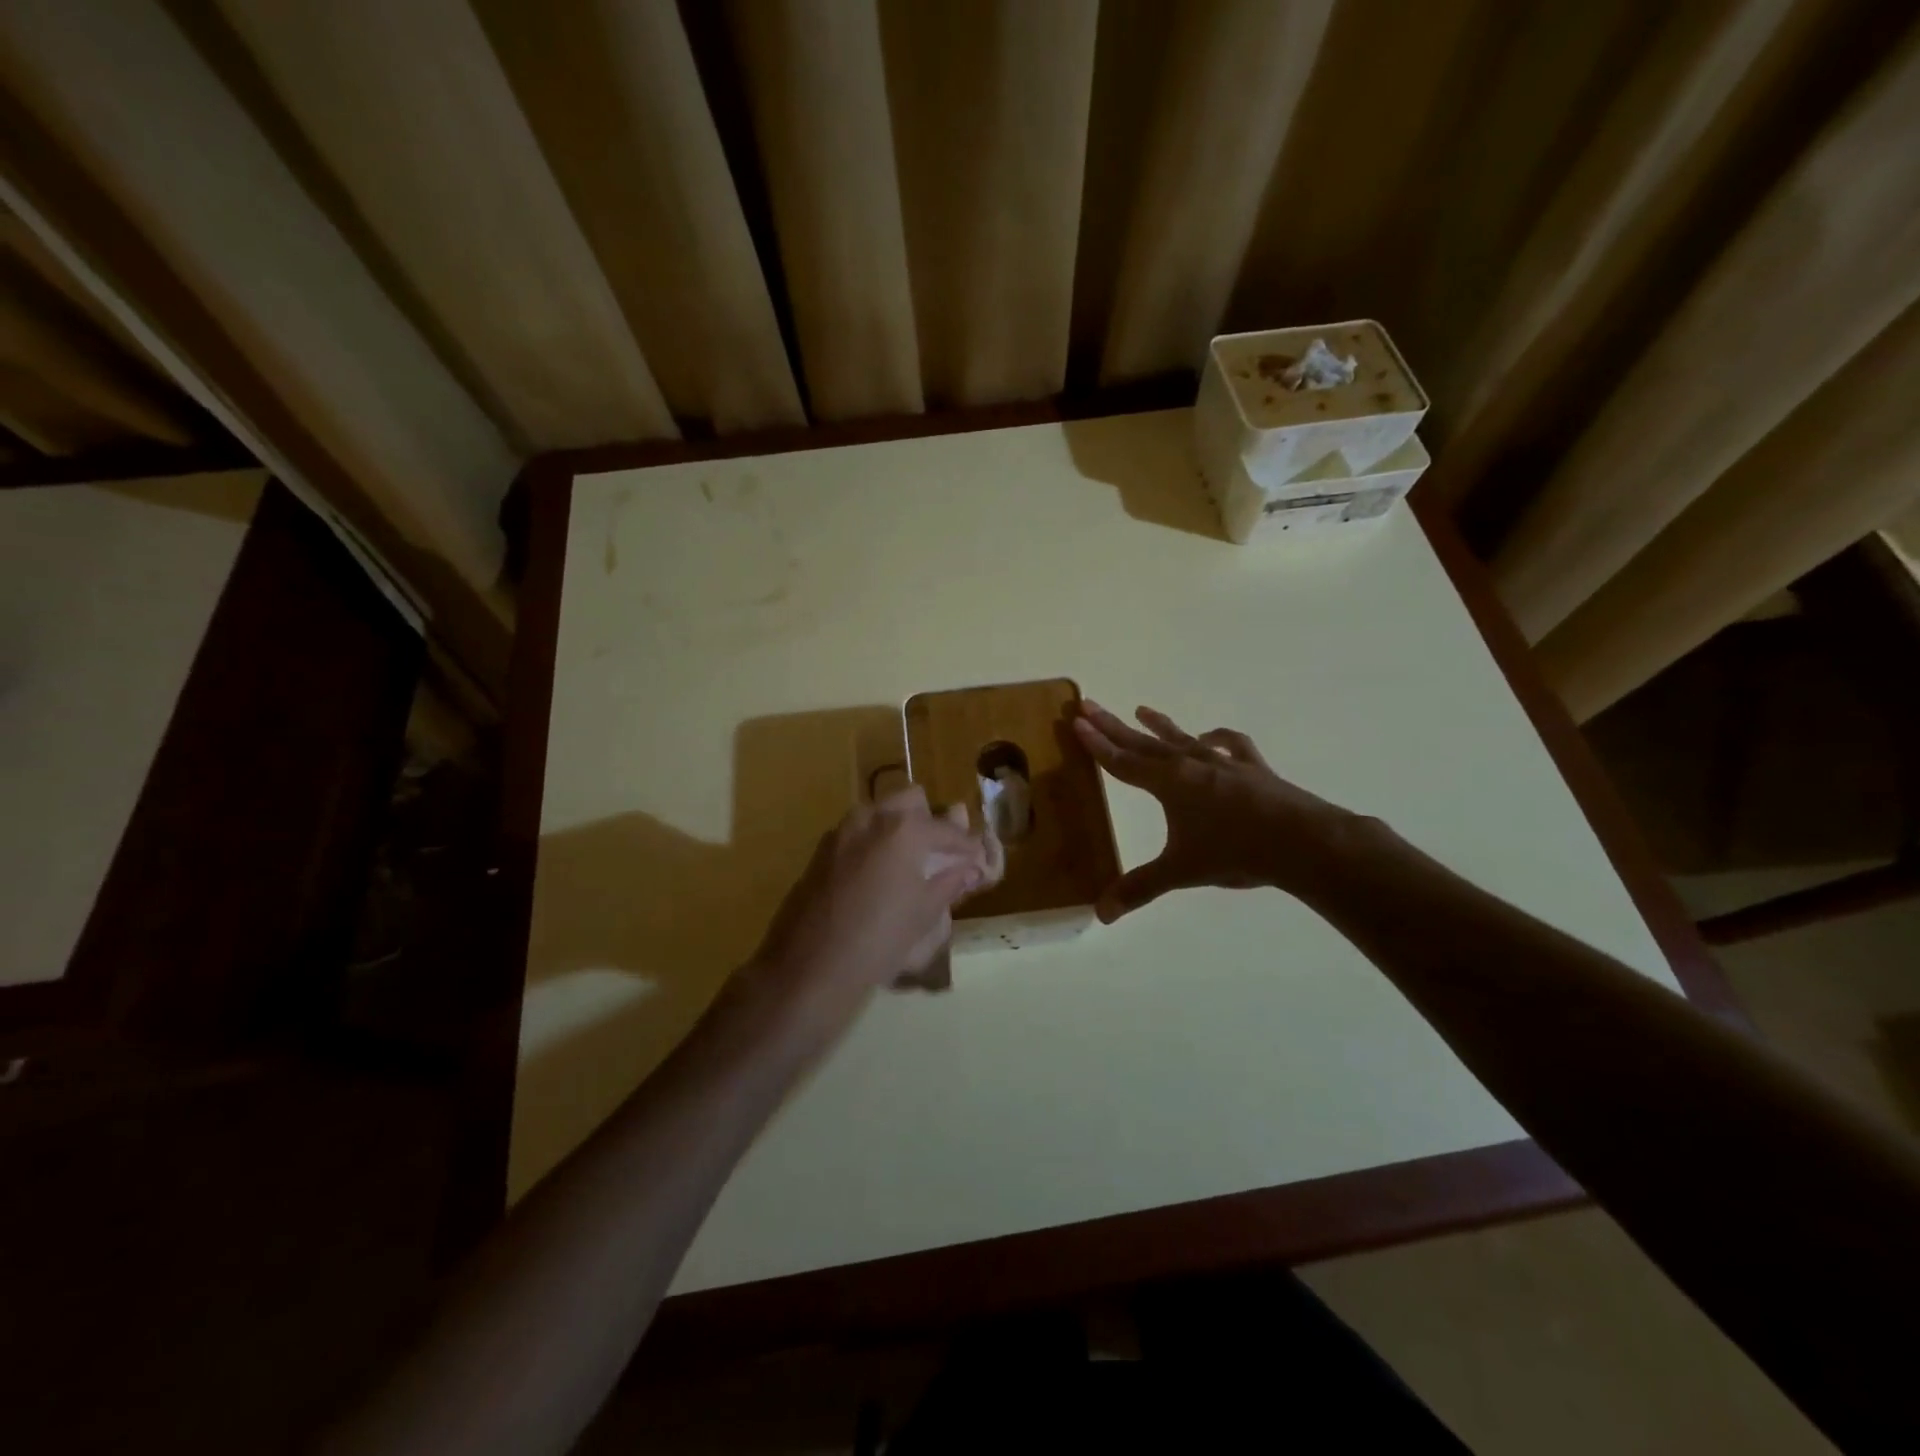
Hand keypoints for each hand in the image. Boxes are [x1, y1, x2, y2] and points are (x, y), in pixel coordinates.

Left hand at [751, 786, 987, 1009]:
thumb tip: (968, 868)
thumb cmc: (880, 939)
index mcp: (904, 828)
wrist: (811, 966)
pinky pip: (857, 833)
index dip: (967, 846)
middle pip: (911, 799)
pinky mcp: (821, 850)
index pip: (948, 830)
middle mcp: (872, 818)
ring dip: (899, 828)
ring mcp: (842, 831)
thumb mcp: (925, 913)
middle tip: (939, 853)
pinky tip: (878, 877)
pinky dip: (874, 844)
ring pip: (879, 813)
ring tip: (909, 865)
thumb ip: (949, 881)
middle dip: (929, 820)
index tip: (977, 860)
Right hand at [1074, 700, 1356, 920]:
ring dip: (1159, 725)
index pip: (1123, 762)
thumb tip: (1101, 915)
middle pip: (1144, 743)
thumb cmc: (1234, 852)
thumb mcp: (1181, 871)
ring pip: (1182, 738)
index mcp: (1169, 784)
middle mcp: (1191, 764)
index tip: (1076, 722)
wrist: (1301, 840)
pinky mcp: (1251, 768)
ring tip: (1141, 709)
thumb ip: (1140, 888)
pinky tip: (1210, 738)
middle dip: (1114, 725)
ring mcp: (1223, 762)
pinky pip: (1229, 745)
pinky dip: (1217, 739)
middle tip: (1089, 704)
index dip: (1097, 745)